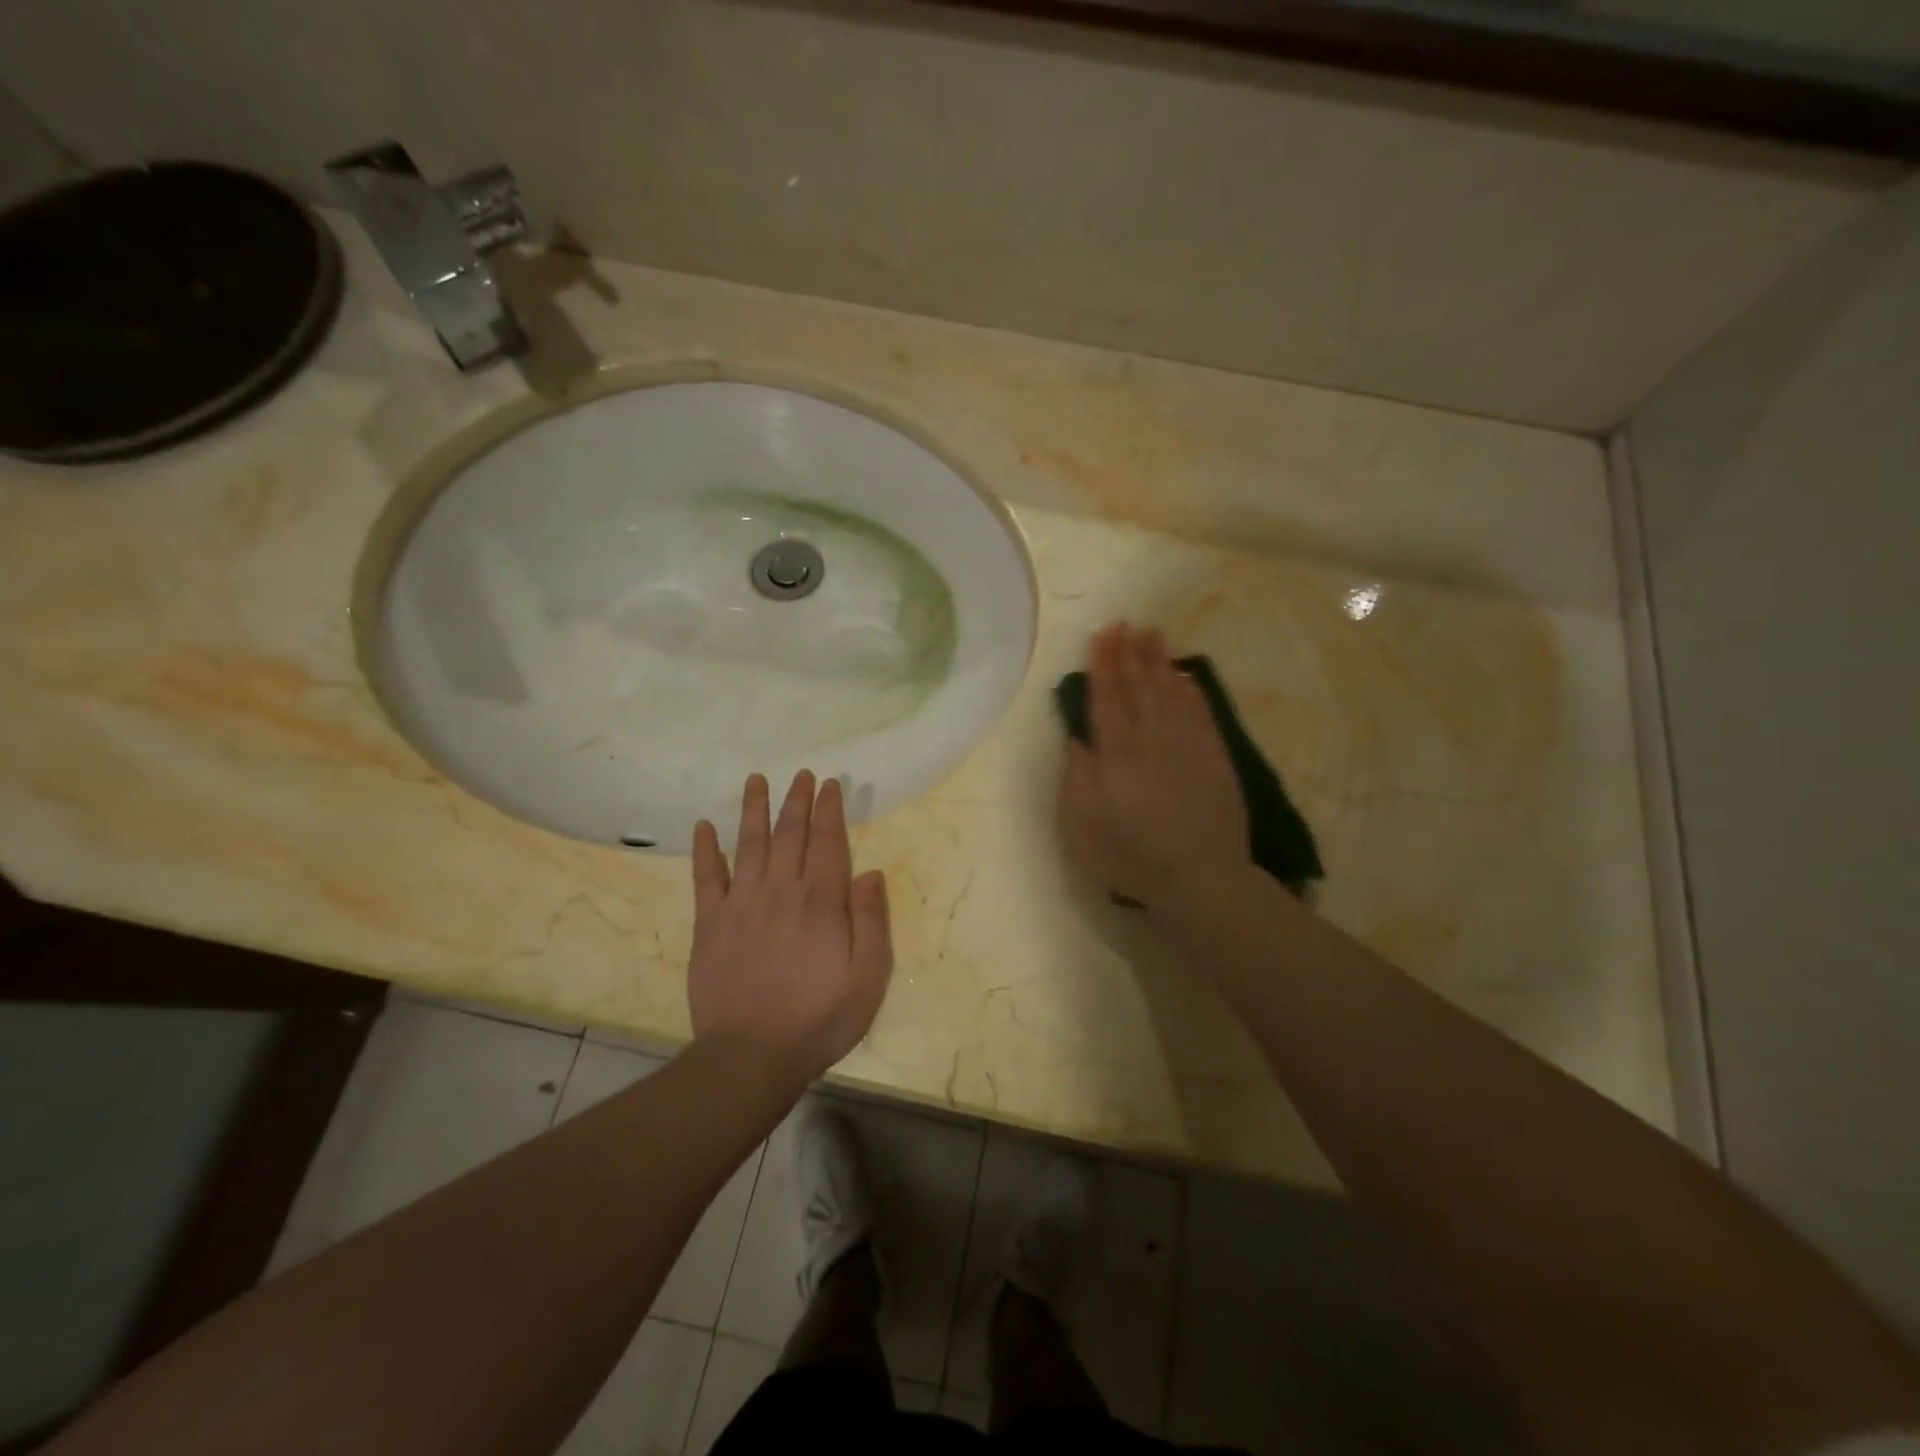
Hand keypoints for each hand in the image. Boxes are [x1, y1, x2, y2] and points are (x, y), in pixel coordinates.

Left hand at [689, 771, 892, 1086]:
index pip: (828, 842)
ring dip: (754, 810)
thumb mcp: (867, 978)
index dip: (829, 810)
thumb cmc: (818, 1020)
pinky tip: (703, 827)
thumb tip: (871, 874)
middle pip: (790, 834)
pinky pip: (706, 878)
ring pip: (749, 844)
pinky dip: (705, 850)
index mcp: (821, 902)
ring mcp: (741, 904)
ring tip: (756, 780)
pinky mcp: (710, 924)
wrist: (750, 1056)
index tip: (830, 784)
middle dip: (797, 801)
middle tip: (801, 775)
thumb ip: (871, 922)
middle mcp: (781, 891)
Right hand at [1058, 623, 1248, 910]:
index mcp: (1116, 751)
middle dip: (1129, 653)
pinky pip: (1200, 712)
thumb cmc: (1130, 854)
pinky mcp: (1214, 756)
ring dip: (1159, 661)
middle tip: (1125, 623)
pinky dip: (1191, 690)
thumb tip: (1078, 737)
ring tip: (1152, 635)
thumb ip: (1077, 775)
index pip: (1107, 696)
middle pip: (1138, 685)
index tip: (1101, 635)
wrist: (1199, 877)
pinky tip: (1185, 676)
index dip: (1103, 664)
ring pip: (1170, 691)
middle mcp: (1151, 737)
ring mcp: (1187, 744)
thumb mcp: (1082, 823)